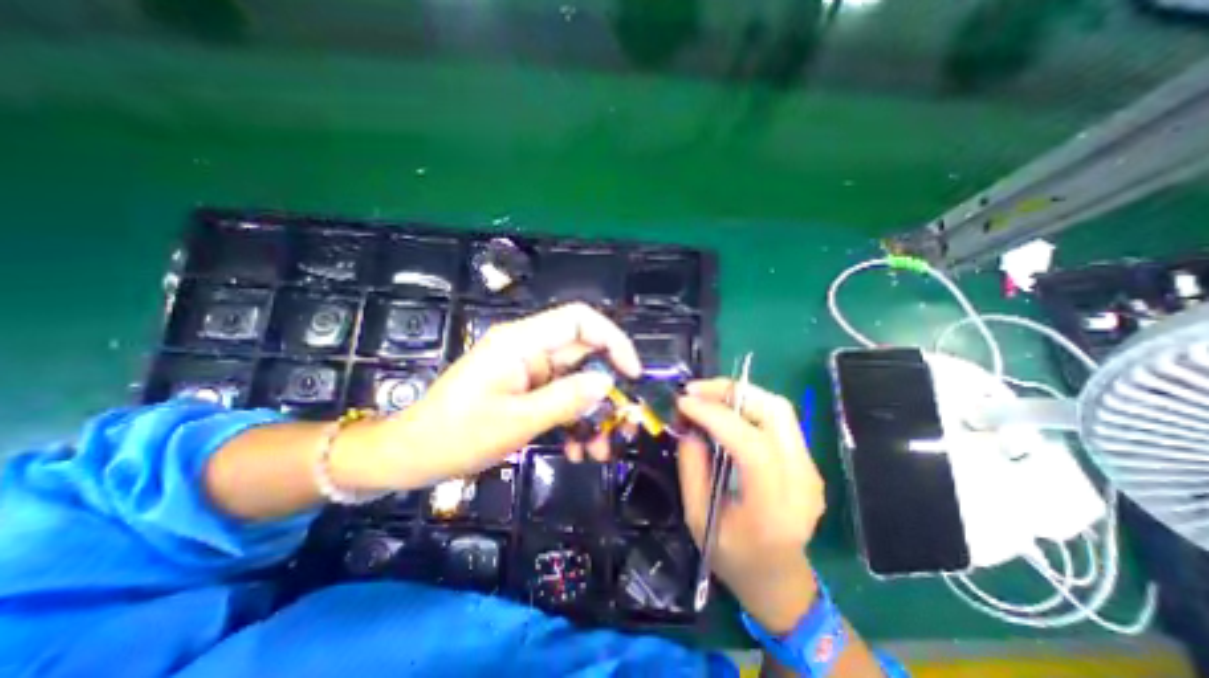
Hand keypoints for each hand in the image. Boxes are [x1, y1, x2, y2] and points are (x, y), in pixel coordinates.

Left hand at [325, 302, 634, 491]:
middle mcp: (529, 349)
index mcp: (521, 342)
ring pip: (576, 381)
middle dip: (607, 388)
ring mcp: (528, 370)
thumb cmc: (455, 436)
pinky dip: (573, 420)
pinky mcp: (526, 389)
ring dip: (592, 413)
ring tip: (599, 450)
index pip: (579, 320)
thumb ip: (565, 399)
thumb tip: (607, 384)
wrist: (411, 455)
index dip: (612, 340)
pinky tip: (576, 449)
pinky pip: (561, 398)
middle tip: (624, 424)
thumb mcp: (515, 421)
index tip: (632, 374)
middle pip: (583, 355)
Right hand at [675, 379, 826, 632]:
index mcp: (774, 508)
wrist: (779, 580)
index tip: (683, 402)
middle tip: (695, 390)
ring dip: (740, 393)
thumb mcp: (697, 517)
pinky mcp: (808, 461)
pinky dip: (748, 405)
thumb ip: (692, 467)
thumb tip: (689, 425)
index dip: (716, 416)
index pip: (752, 446)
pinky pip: (778, 419)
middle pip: (776, 413)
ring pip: (779, 408)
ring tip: (706, 395)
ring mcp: (811, 469)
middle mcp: (802, 482)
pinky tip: (724, 410)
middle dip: (731, 392)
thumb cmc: (732, 557)